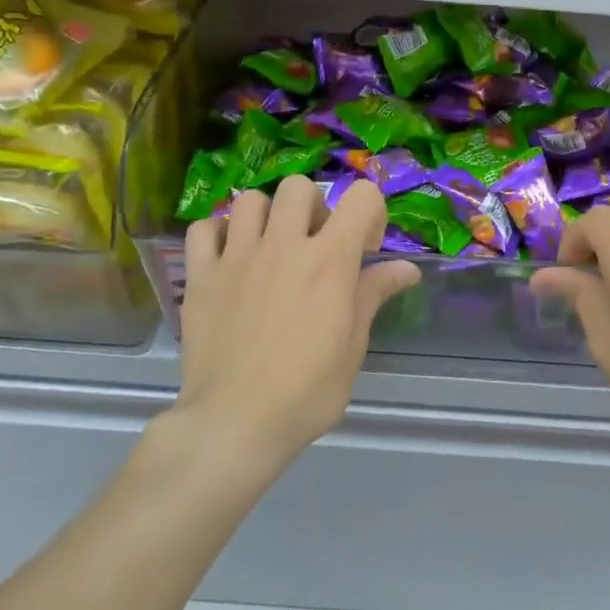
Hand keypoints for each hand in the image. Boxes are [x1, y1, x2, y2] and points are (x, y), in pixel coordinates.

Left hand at [171, 176, 419, 464]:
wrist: (237, 421)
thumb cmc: (308, 391)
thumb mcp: (353, 345)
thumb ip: (374, 294)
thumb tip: (407, 269)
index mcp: (329, 260)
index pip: (361, 196)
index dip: (370, 213)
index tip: (365, 247)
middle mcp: (283, 245)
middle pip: (299, 187)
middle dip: (315, 208)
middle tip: (315, 245)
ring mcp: (237, 257)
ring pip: (251, 199)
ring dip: (267, 216)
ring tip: (270, 248)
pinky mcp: (201, 275)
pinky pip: (204, 229)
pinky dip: (219, 235)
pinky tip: (229, 258)